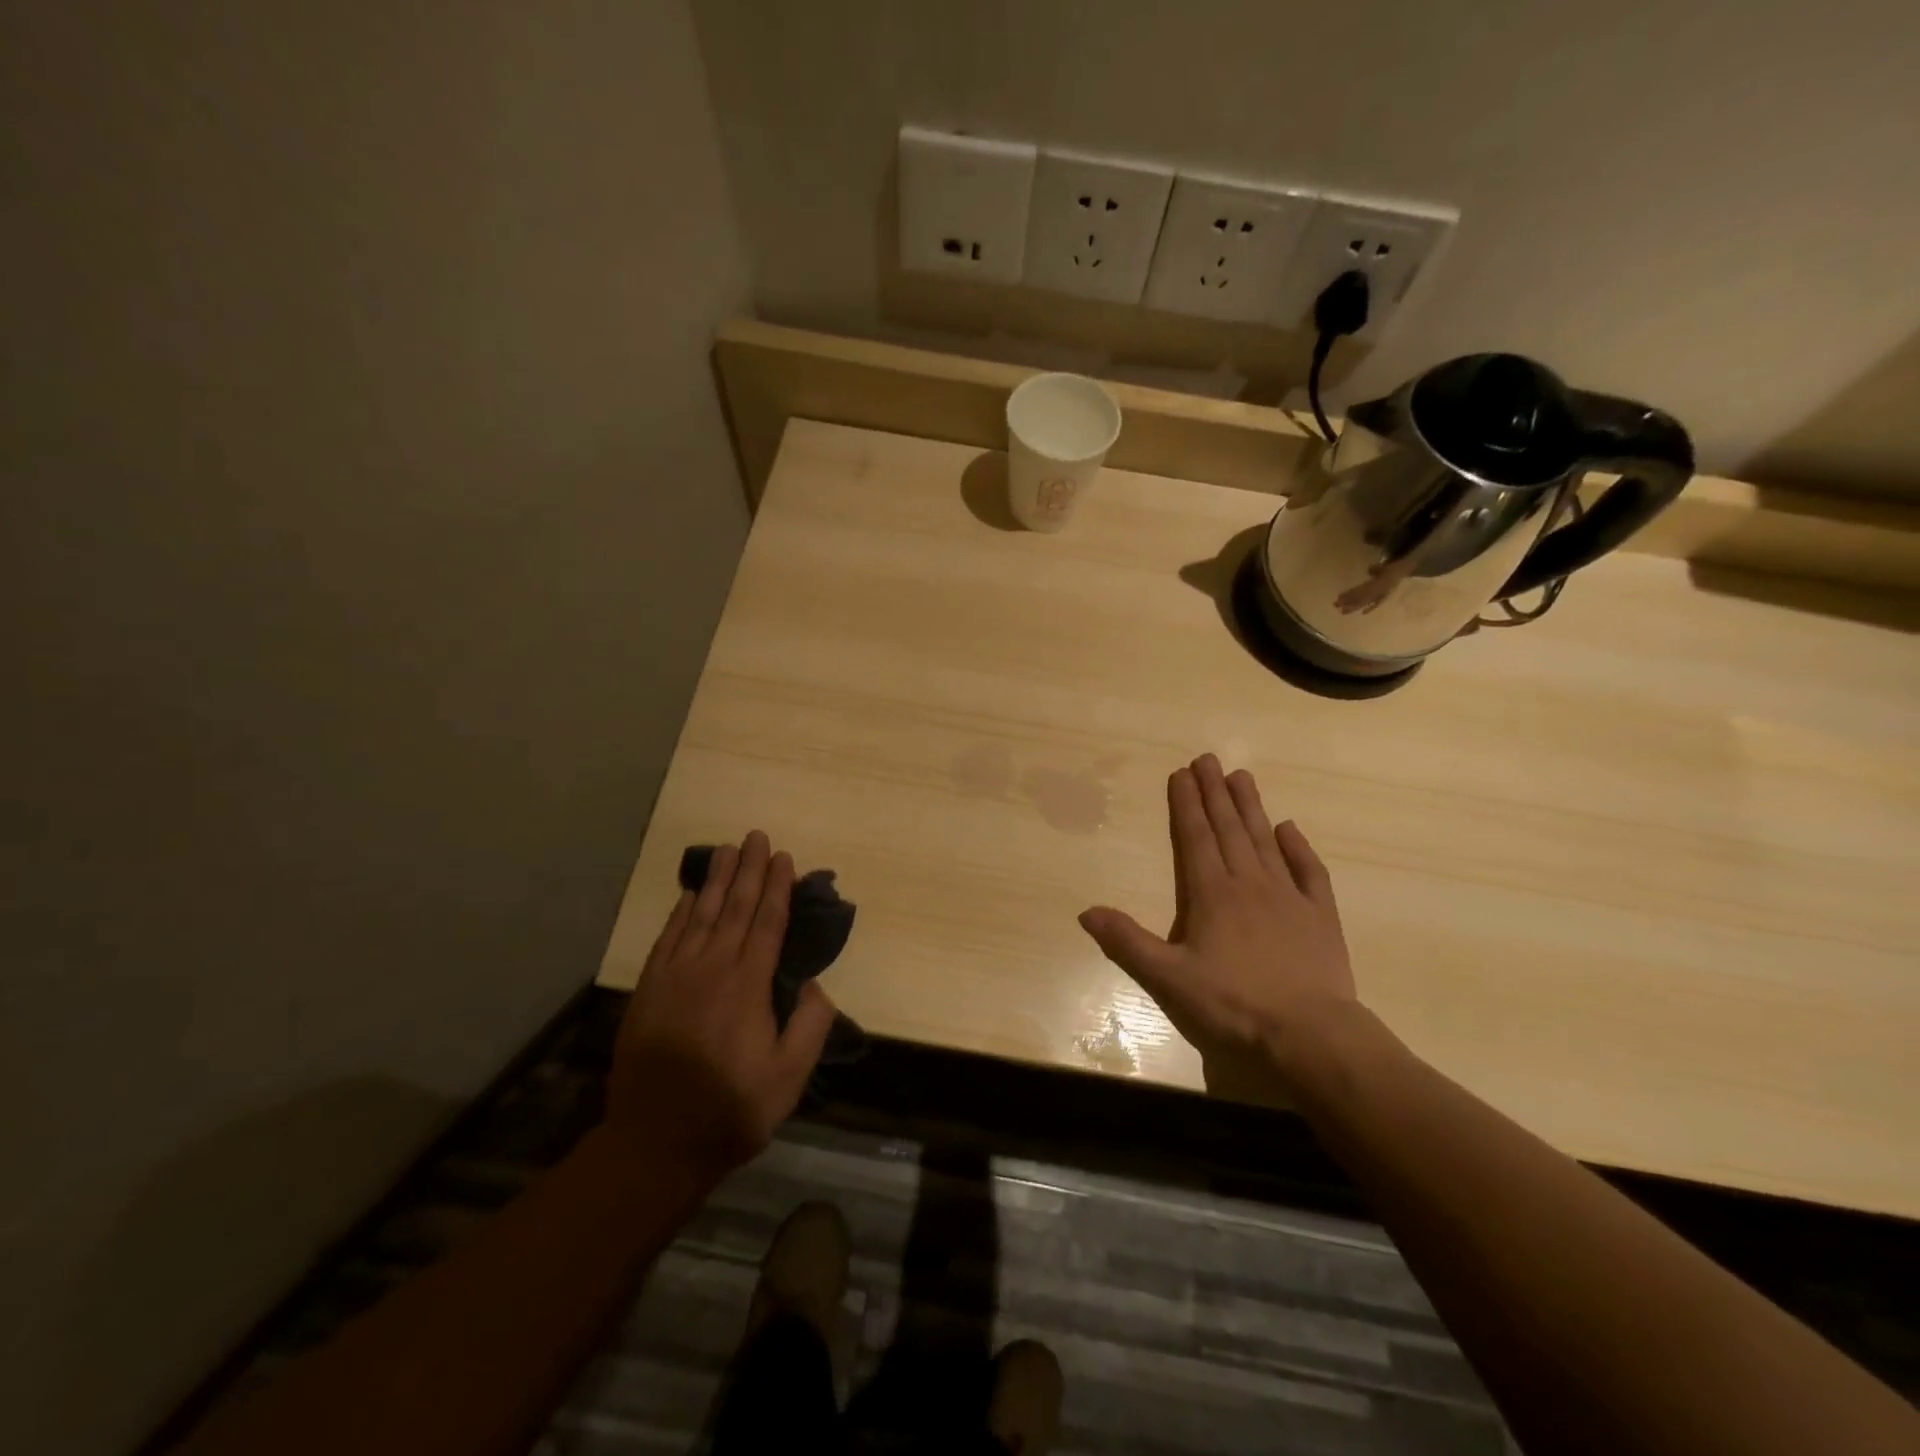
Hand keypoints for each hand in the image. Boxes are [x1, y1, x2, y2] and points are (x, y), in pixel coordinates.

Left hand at [608, 831, 835, 1179]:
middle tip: (757, 836)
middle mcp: (713, 969)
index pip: (768, 924)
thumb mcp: (788, 1077)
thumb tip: (814, 984)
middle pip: (736, 908)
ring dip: (718, 880)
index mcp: (749, 986)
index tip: (784, 858)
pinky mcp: (650, 989)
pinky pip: (668, 938)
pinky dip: (680, 912)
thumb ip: (809, 1026)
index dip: (778, 888)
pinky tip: (690, 895)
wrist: (655, 1142)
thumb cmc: (731, 1109)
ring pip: (702, 915)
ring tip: (728, 850)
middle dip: (750, 870)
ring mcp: (676, 976)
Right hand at [1078, 755, 1356, 1099]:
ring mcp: (1289, 897)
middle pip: (1228, 829)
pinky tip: (1290, 828)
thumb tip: (1086, 911)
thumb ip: (1127, 942)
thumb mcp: (1169, 979)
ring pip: (1265, 841)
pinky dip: (1299, 847)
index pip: (1194, 838)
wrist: (1311, 1034)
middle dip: (1214, 793)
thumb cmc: (1233, 1005)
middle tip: (1208, 758)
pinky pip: (1309, 871)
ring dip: (1251, 808)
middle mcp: (1249, 884)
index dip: (1185, 804)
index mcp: (1211, 894)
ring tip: (1241, 777)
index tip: (1181, 773)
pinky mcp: (1320, 916)